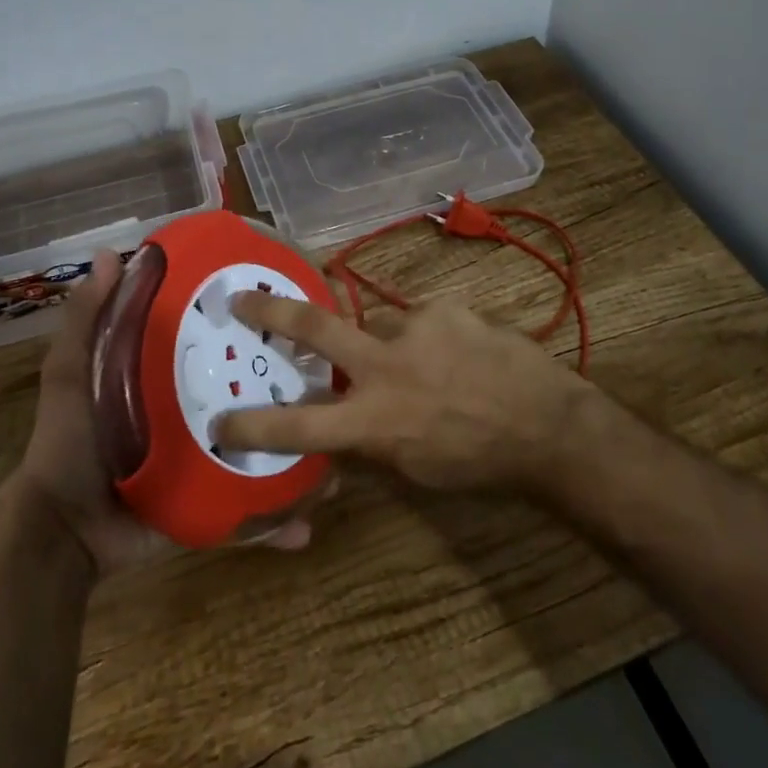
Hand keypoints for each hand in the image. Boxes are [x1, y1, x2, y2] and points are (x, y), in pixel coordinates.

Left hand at [12, 250, 315, 574]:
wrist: (63, 536)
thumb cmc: (68, 444)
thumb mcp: (71, 374)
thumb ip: (86, 320)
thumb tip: (109, 254)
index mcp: (166, 375)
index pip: (214, 340)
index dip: (244, 323)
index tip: (282, 302)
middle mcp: (194, 411)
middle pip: (246, 392)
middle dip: (287, 388)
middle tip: (330, 376)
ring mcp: (206, 458)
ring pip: (261, 448)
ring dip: (297, 452)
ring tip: (338, 452)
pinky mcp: (209, 500)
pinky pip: (248, 505)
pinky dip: (278, 520)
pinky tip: (308, 523)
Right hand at [214, 292, 592, 494]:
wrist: (548, 424)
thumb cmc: (479, 461)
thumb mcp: (415, 468)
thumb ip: (371, 440)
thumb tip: (341, 424)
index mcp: (374, 421)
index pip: (298, 425)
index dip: (254, 425)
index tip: (220, 421)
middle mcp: (384, 367)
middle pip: (313, 330)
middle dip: (270, 312)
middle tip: (243, 298)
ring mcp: (415, 329)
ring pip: (380, 326)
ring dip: (392, 344)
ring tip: (432, 365)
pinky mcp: (444, 308)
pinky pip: (422, 320)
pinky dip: (430, 337)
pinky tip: (460, 354)